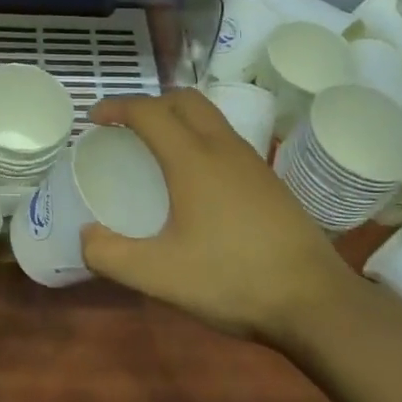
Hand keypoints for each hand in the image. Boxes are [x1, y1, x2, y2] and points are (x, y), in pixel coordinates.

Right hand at [81, 90, 349, 345]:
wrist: (315, 302)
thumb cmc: (232, 280)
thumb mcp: (159, 276)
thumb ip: (110, 255)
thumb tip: (86, 236)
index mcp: (193, 159)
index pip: (149, 111)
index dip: (116, 107)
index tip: (94, 119)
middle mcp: (223, 148)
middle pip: (184, 100)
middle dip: (150, 103)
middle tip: (126, 128)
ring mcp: (252, 162)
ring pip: (210, 117)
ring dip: (178, 118)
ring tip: (158, 149)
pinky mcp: (270, 181)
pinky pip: (226, 139)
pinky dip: (200, 139)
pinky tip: (196, 180)